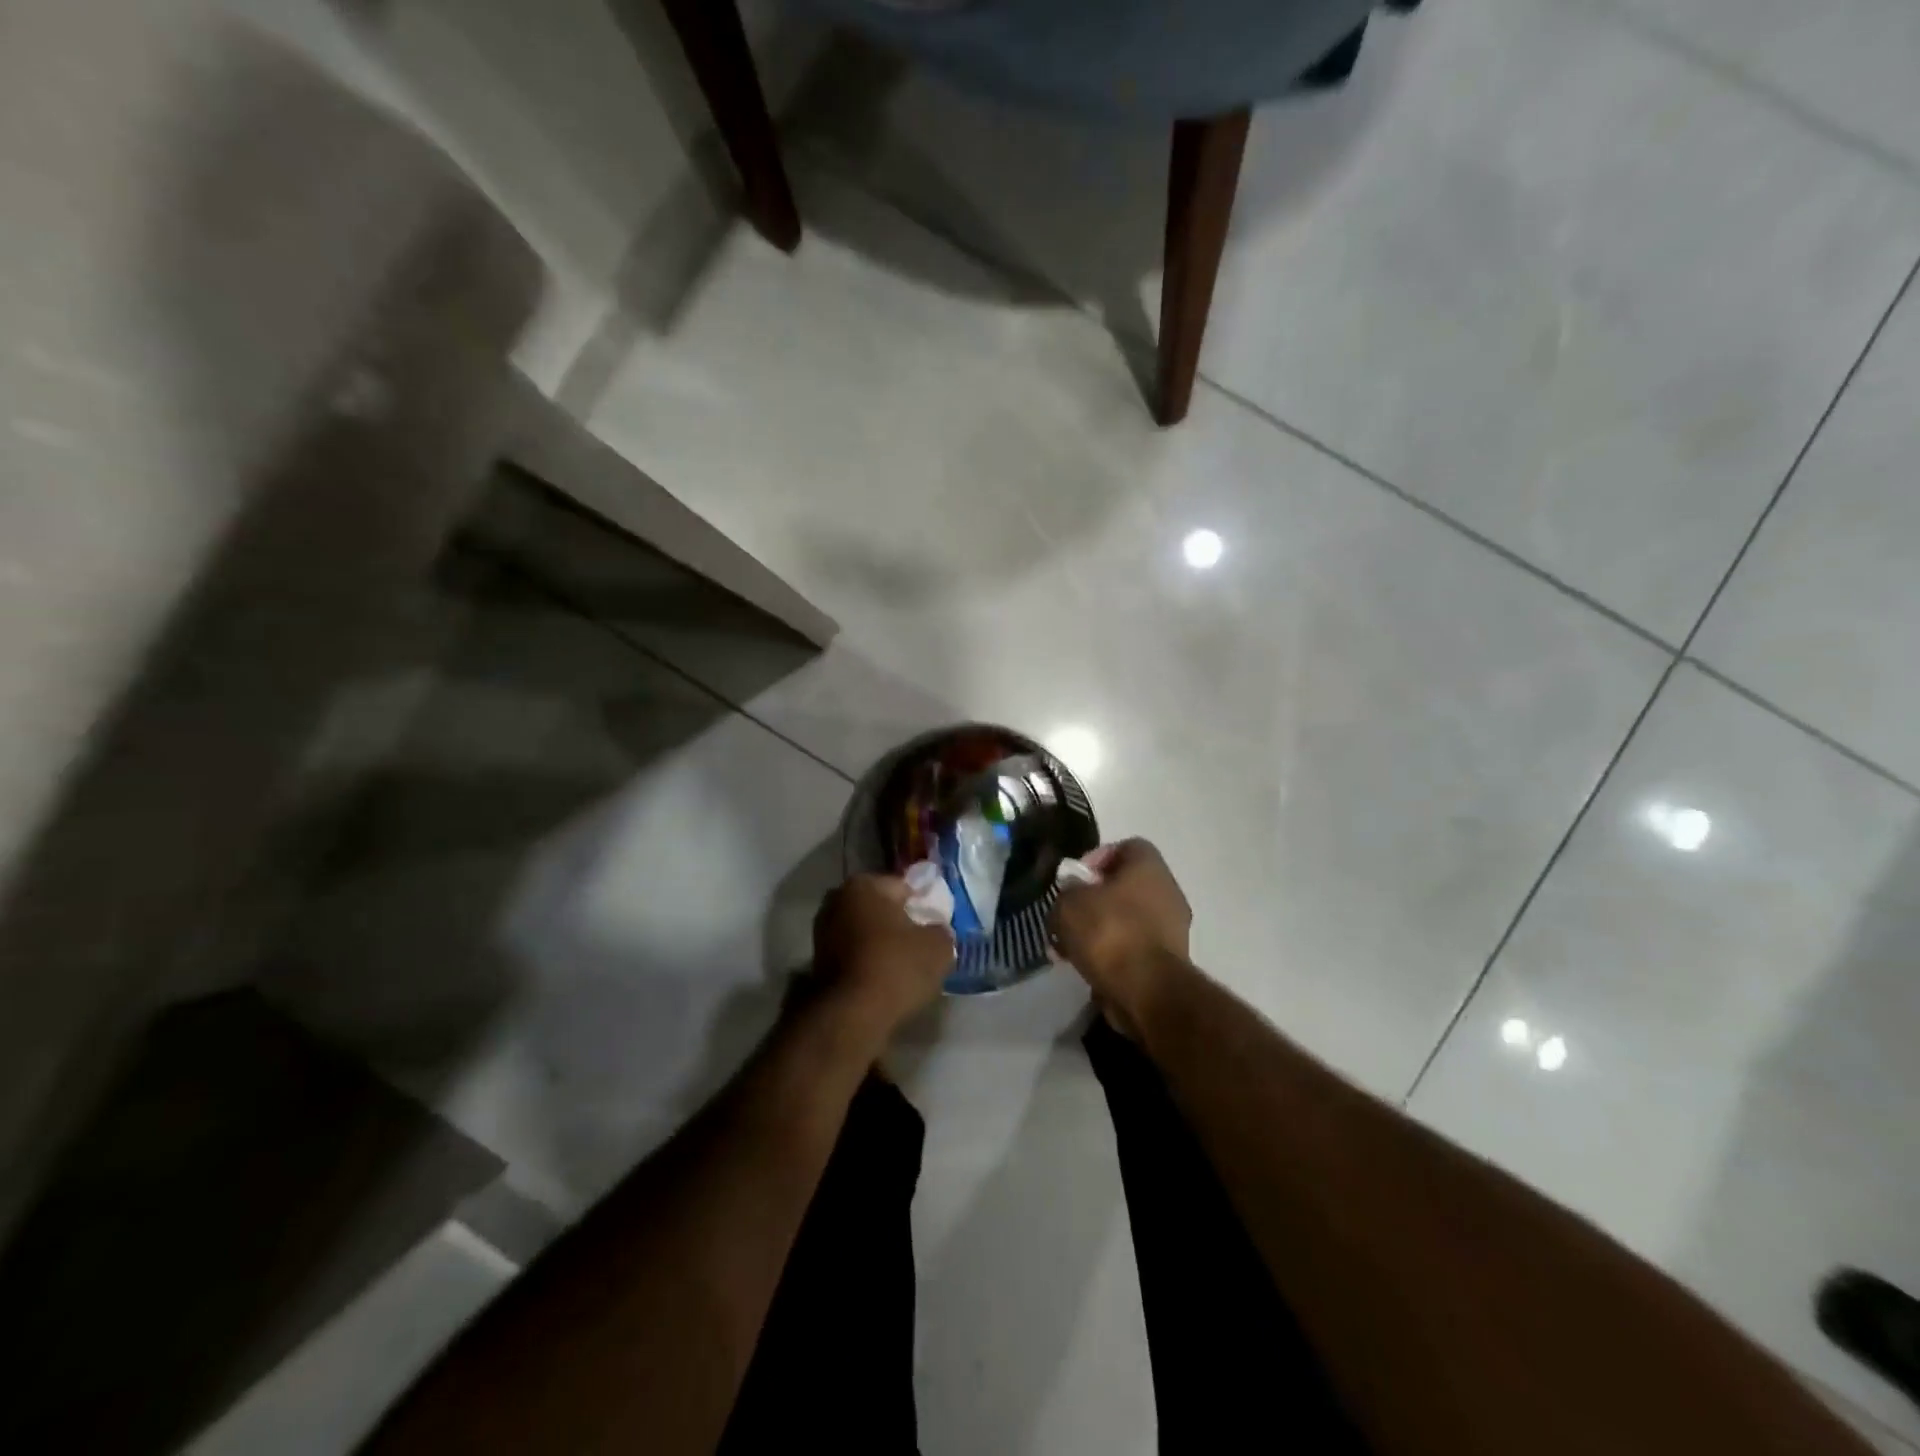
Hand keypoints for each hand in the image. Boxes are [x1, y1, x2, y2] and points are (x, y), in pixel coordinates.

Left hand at [812, 874, 954, 1041]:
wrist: (851, 1015)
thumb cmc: (896, 967)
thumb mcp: (938, 946)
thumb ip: (941, 931)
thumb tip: (935, 931)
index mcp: (864, 885)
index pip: (903, 887)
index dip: (923, 905)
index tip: (936, 924)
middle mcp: (837, 900)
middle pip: (880, 908)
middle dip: (898, 921)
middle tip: (922, 943)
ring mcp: (822, 931)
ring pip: (865, 930)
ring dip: (881, 942)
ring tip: (905, 965)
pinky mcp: (817, 961)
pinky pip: (854, 953)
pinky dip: (868, 960)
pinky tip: (885, 978)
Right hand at [1050, 839, 1191, 1027]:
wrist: (1147, 991)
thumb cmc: (1109, 932)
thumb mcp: (1069, 904)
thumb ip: (1066, 892)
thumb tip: (1071, 896)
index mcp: (1149, 866)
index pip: (1125, 847)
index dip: (1096, 859)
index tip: (1074, 881)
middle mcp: (1168, 891)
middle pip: (1124, 886)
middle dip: (1093, 901)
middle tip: (1068, 917)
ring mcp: (1173, 928)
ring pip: (1127, 919)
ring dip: (1100, 930)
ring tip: (1070, 949)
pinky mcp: (1169, 961)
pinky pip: (1134, 948)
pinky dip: (1112, 955)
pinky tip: (1088, 968)